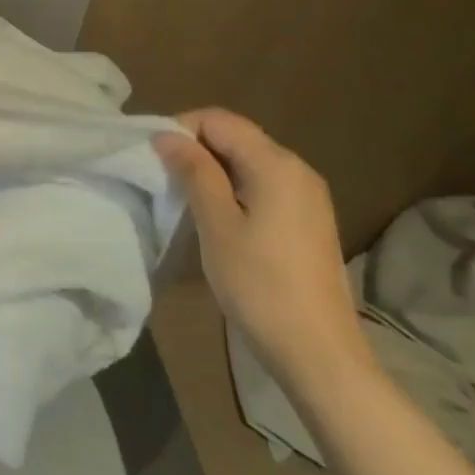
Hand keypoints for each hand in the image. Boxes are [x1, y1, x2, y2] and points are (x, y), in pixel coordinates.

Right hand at [155, 108, 373, 394]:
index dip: (182, 129)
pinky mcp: (308, 219)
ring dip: (212, 169)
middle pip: (236, 136)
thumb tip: (167, 135)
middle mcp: (297, 169)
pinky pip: (263, 184)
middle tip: (164, 178)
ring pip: (248, 161)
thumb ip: (194, 172)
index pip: (218, 119)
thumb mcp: (216, 224)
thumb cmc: (260, 285)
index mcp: (276, 163)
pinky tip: (217, 216)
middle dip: (196, 148)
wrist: (319, 354)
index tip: (155, 158)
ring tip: (184, 197)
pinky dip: (234, 188)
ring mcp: (308, 195)